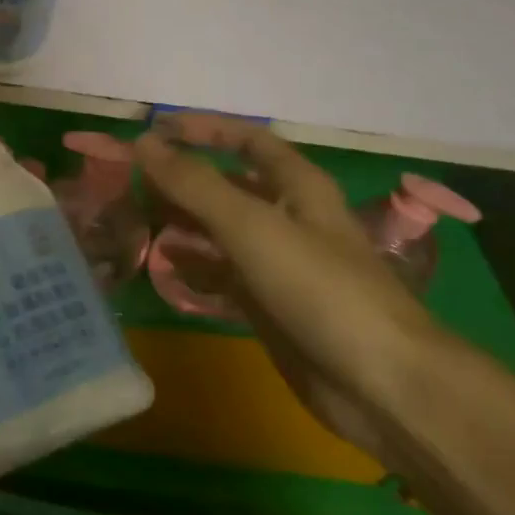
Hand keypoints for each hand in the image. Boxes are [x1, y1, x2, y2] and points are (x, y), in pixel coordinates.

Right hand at [133, 115, 461, 462]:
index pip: (248, 139)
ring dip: (184, 221)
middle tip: (133, 180)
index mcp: (298, 187)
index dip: (204, 129)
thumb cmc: (320, 288)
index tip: (154, 128)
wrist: (382, 385)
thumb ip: (195, 183)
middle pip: (229, 185)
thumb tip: (144, 142)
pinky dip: (195, 265)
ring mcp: (280, 264)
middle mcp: (289, 218)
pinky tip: (164, 265)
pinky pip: (224, 273)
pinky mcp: (271, 305)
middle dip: (184, 178)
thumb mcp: (251, 225)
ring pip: (222, 229)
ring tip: (138, 218)